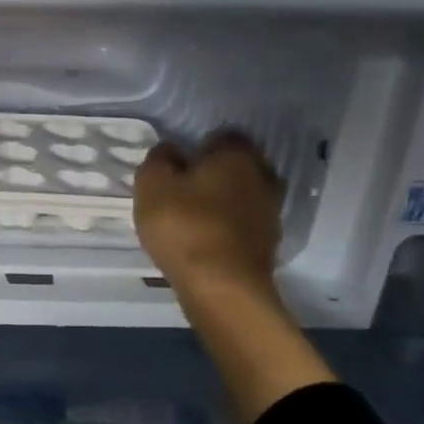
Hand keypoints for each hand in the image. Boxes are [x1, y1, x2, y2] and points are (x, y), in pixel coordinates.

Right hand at [133, 131, 283, 300]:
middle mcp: (262, 176)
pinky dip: (226, 225)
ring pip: (242, 194)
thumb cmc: (184, 225)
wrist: (222, 287)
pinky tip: (203, 237)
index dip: (198, 145)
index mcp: (236, 155)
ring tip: (190, 215)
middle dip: (214, 172)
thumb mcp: (152, 184)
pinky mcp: (268, 243)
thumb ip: (159, 159)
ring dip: (221, 200)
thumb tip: (171, 149)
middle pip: (236, 165)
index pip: (222, 135)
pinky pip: (243, 222)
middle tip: (182, 186)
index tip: (178, 161)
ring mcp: (270, 212)